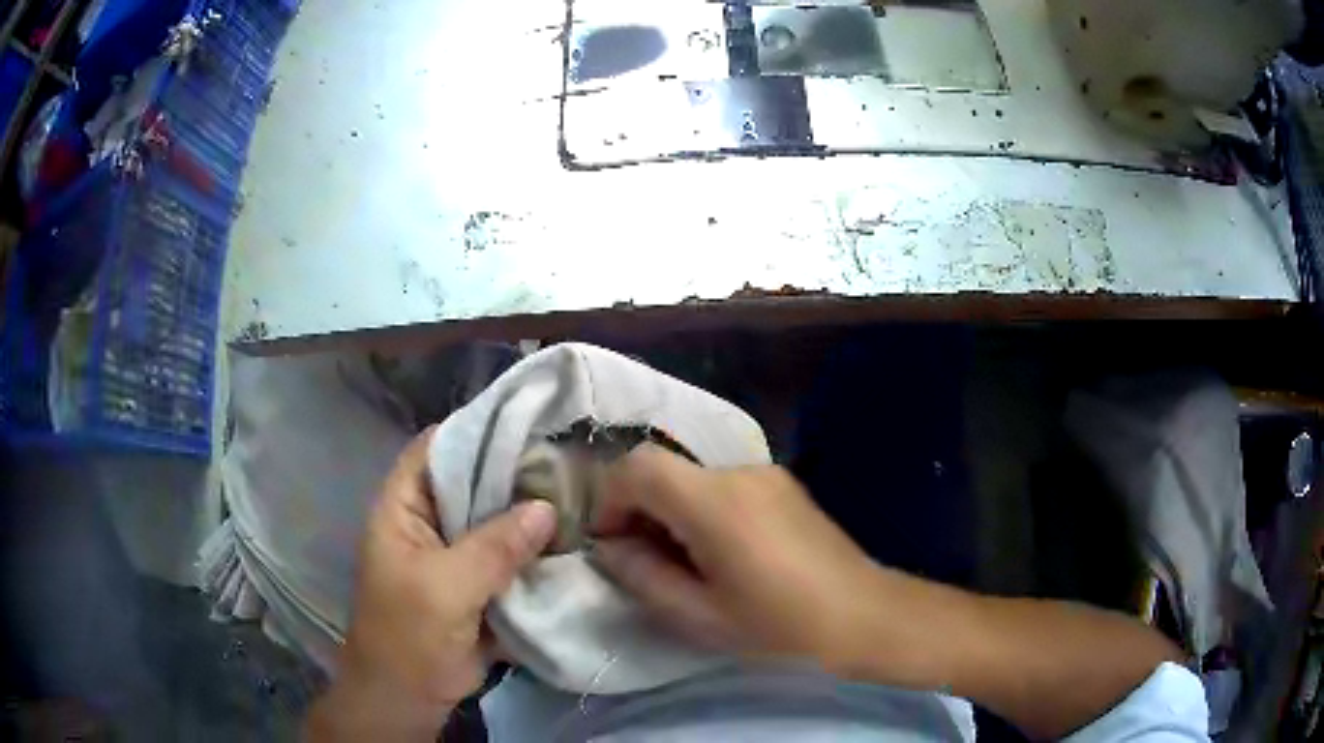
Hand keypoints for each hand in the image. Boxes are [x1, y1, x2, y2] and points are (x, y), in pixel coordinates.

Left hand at [305, 427, 556, 740]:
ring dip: (531, 512)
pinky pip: (511, 554)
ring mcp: (457, 552)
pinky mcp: (481, 581)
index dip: (478, 428)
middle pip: (474, 480)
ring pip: (496, 518)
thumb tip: (547, 507)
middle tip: (571, 456)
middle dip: (516, 471)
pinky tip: (576, 538)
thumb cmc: (407, 636)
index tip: (531, 418)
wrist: (410, 697)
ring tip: (584, 490)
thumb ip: (493, 548)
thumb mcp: (444, 589)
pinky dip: (537, 548)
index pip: (438, 447)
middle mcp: (431, 519)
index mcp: (404, 507)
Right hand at [591, 444, 881, 670]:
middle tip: (642, 560)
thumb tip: (611, 547)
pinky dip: (702, 510)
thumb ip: (643, 575)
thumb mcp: (699, 616)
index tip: (611, 543)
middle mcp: (740, 471)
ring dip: (671, 511)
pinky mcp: (784, 485)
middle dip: (638, 508)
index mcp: (715, 502)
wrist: (865, 617)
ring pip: (693, 478)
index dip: (609, 498)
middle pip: (665, 469)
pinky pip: (724, 486)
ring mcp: (766, 474)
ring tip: (684, 564)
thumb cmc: (780, 628)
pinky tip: (722, 555)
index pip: (637, 466)